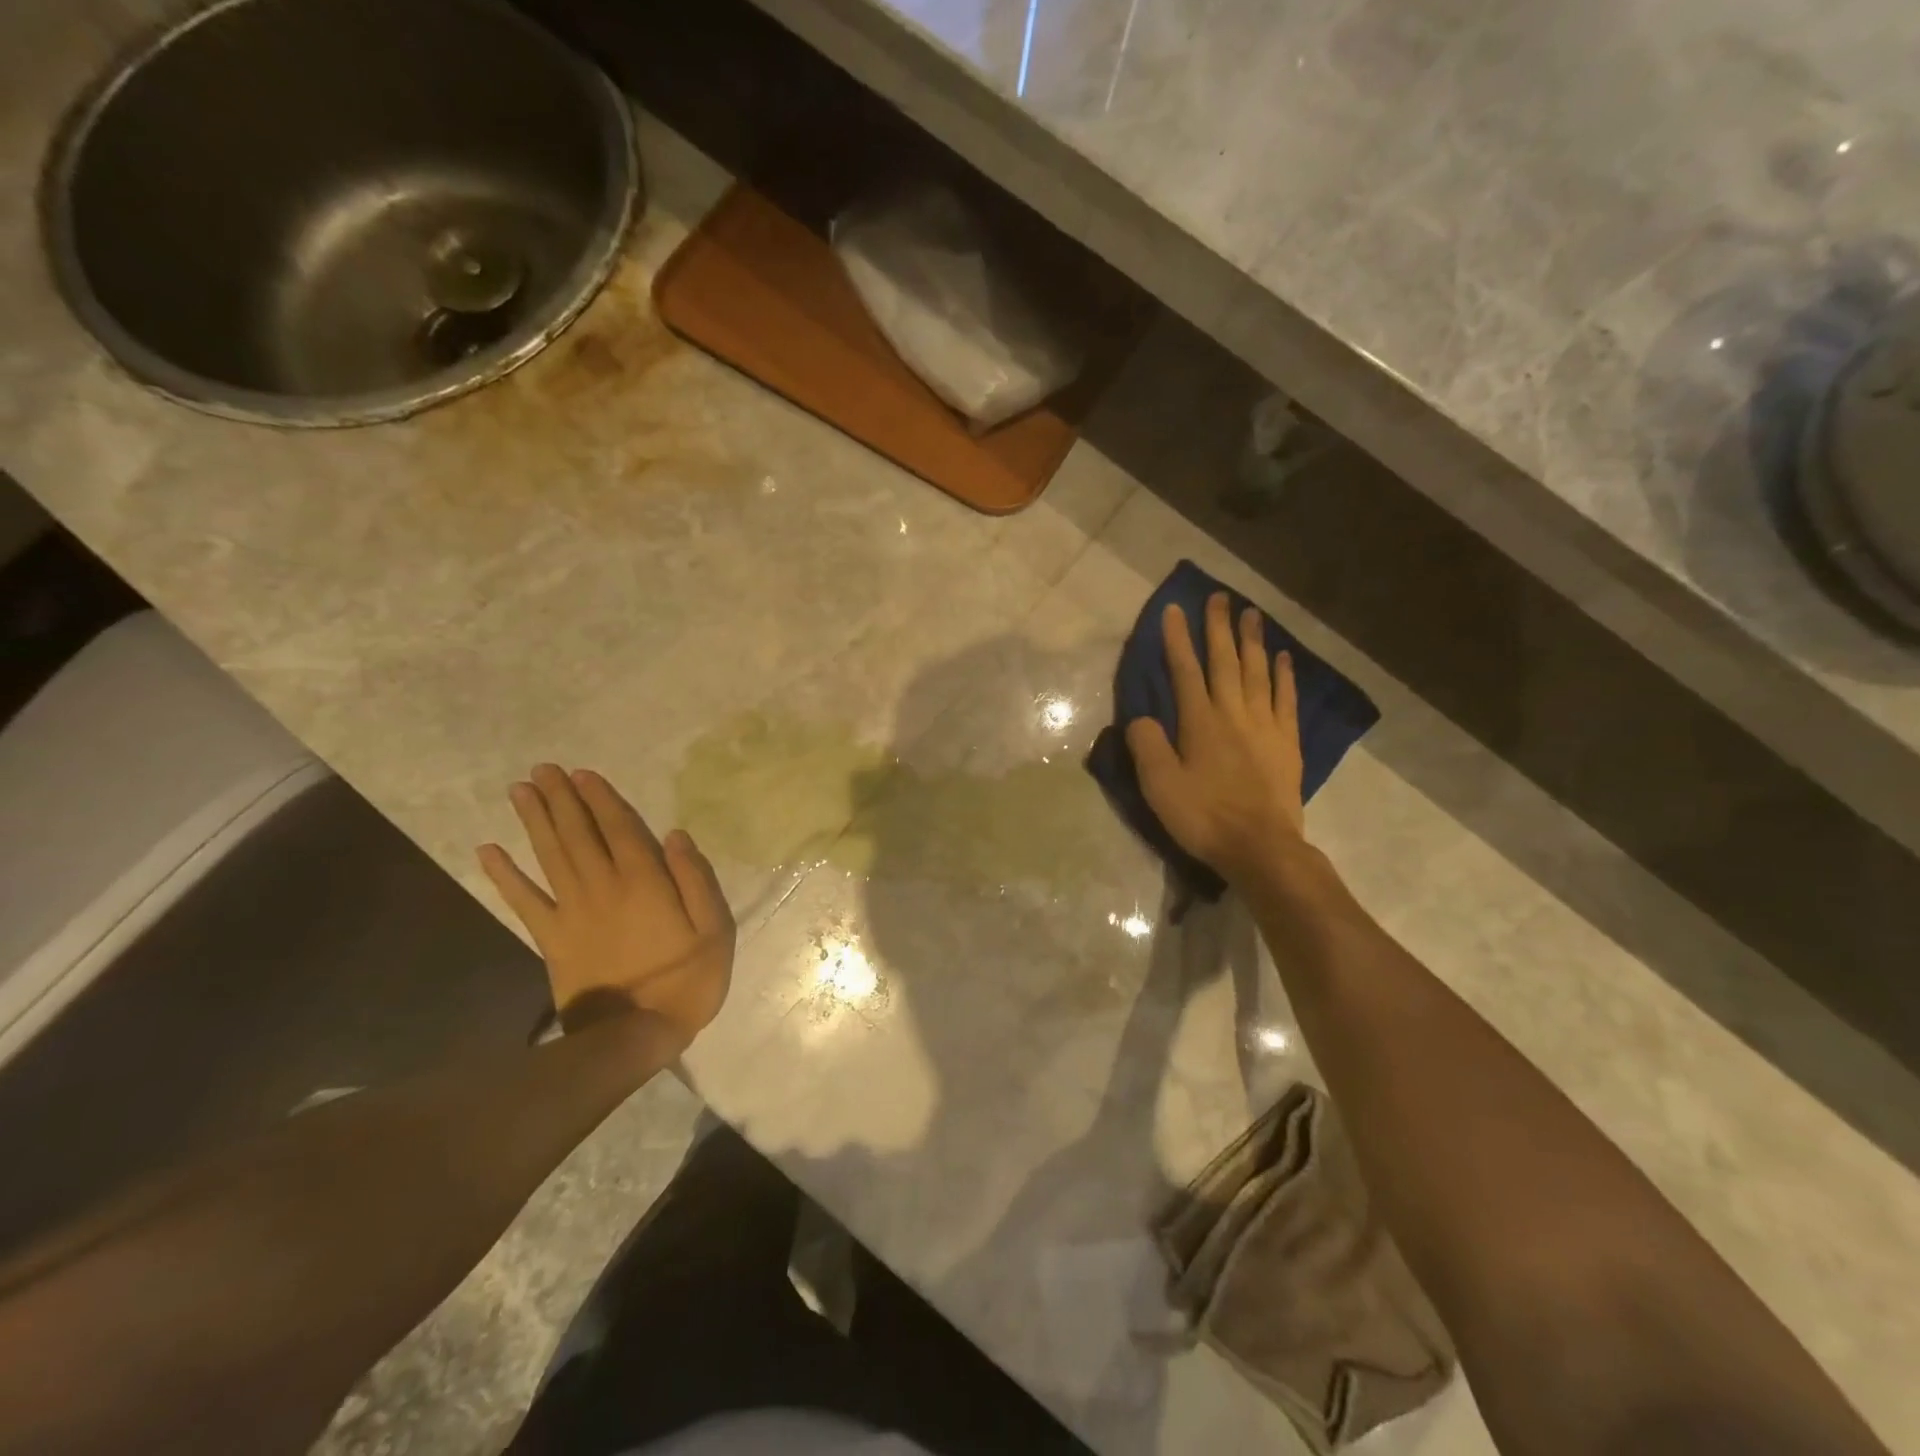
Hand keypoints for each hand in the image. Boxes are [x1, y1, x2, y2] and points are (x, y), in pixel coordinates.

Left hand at [479, 764, 733, 1049]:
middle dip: (561, 799)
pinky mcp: (551, 939)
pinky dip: (505, 875)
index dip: (600, 799)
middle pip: (577, 834)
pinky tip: (488, 851)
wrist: (634, 1035)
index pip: (619, 829)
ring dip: (534, 821)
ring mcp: (571, 912)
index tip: (582, 773)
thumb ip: (696, 879)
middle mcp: (602, 887)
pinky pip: (523, 901)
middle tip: (542, 769)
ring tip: (520, 790)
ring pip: (550, 856)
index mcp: (644, 882)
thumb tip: (675, 836)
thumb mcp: (714, 929)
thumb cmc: (686, 980)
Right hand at [1125, 593, 1305, 885]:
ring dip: (1252, 640)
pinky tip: (1284, 657)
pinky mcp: (1286, 742)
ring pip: (1257, 672)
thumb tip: (1141, 718)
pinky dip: (1284, 675)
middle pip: (1225, 661)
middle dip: (1218, 627)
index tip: (1173, 609)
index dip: (1177, 639)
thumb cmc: (1203, 816)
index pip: (1185, 670)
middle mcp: (1233, 713)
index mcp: (1200, 722)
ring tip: (1251, 612)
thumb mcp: (1158, 785)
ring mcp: (1265, 725)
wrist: (1260, 847)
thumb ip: (1146, 745)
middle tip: (1219, 596)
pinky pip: (1286, 699)